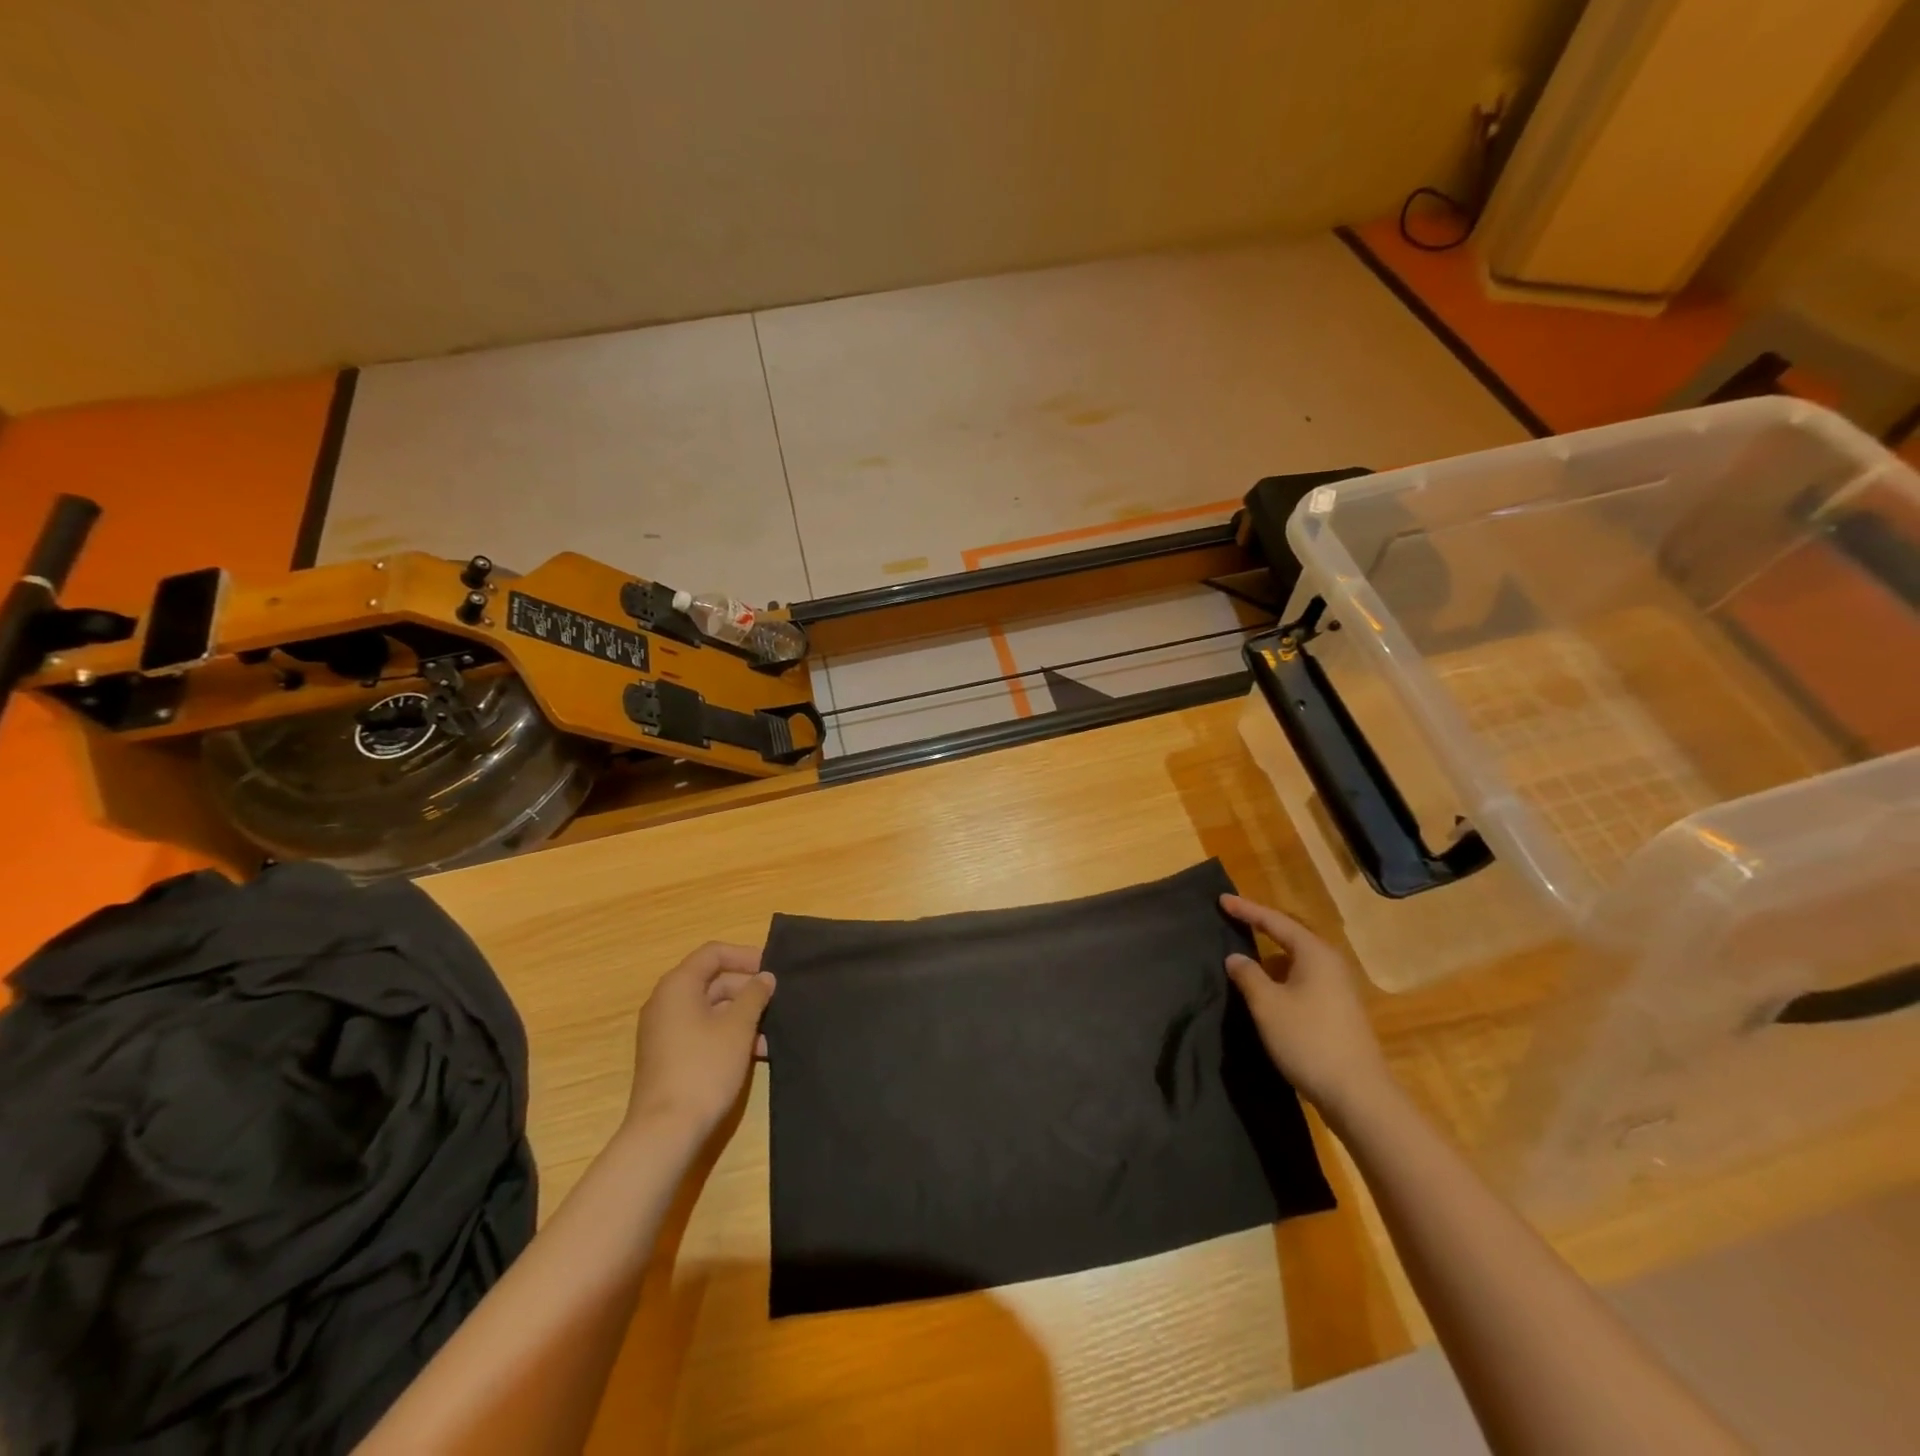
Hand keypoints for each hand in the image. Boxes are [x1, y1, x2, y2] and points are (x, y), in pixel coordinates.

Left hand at [626, 942, 774, 1138]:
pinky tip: (756, 1052)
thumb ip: (754, 995)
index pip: (713, 953)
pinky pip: (703, 1030)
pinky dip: (728, 1034)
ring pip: (710, 1008)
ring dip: (742, 1015)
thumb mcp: (738, 1027)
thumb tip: (764, 977)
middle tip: (778, 1001)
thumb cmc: (704, 1067)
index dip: (745, 956)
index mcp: (678, 986)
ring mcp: (665, 1031)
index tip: (773, 969)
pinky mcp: (669, 1055)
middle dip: (747, 989)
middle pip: (712, 980)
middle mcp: (666, 1002)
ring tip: (772, 1033)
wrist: (666, 1131)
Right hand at [1220, 894, 1391, 1120]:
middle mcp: (1330, 964)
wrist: (1359, 1096)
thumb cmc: (1308, 1040)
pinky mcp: (1338, 1012)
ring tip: (1243, 960)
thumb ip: (1248, 975)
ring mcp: (1338, 989)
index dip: (1246, 910)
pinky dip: (1281, 979)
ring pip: (1297, 962)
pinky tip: (1266, 993)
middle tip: (1233, 920)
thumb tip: (1236, 957)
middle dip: (1261, 929)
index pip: (1274, 921)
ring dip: (1270, 959)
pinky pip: (1302, 981)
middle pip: (1290, 937)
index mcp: (1314, 953)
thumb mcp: (1267, 1005)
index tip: (1221, 899)